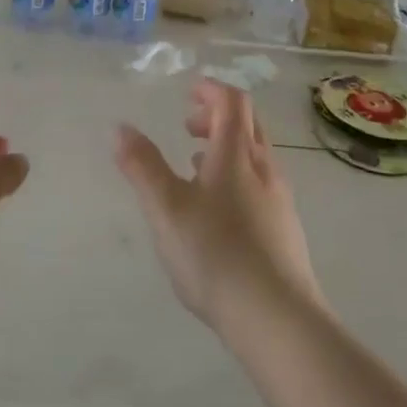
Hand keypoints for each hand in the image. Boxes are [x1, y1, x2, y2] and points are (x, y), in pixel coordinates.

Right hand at [114, 79, 323, 338]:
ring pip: (254, 156)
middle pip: (248, 123)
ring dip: (226, 148)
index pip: (232, 101)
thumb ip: (143, 166)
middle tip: (187, 126)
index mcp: (236, 154)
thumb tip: (121, 128)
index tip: (188, 93)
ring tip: (194, 166)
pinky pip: (260, 184)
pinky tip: (217, 211)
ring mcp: (279, 199)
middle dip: (217, 116)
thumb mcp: (166, 209)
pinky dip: (236, 176)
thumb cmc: (215, 254)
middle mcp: (264, 168)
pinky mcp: (284, 229)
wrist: (277, 317)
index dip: (211, 90)